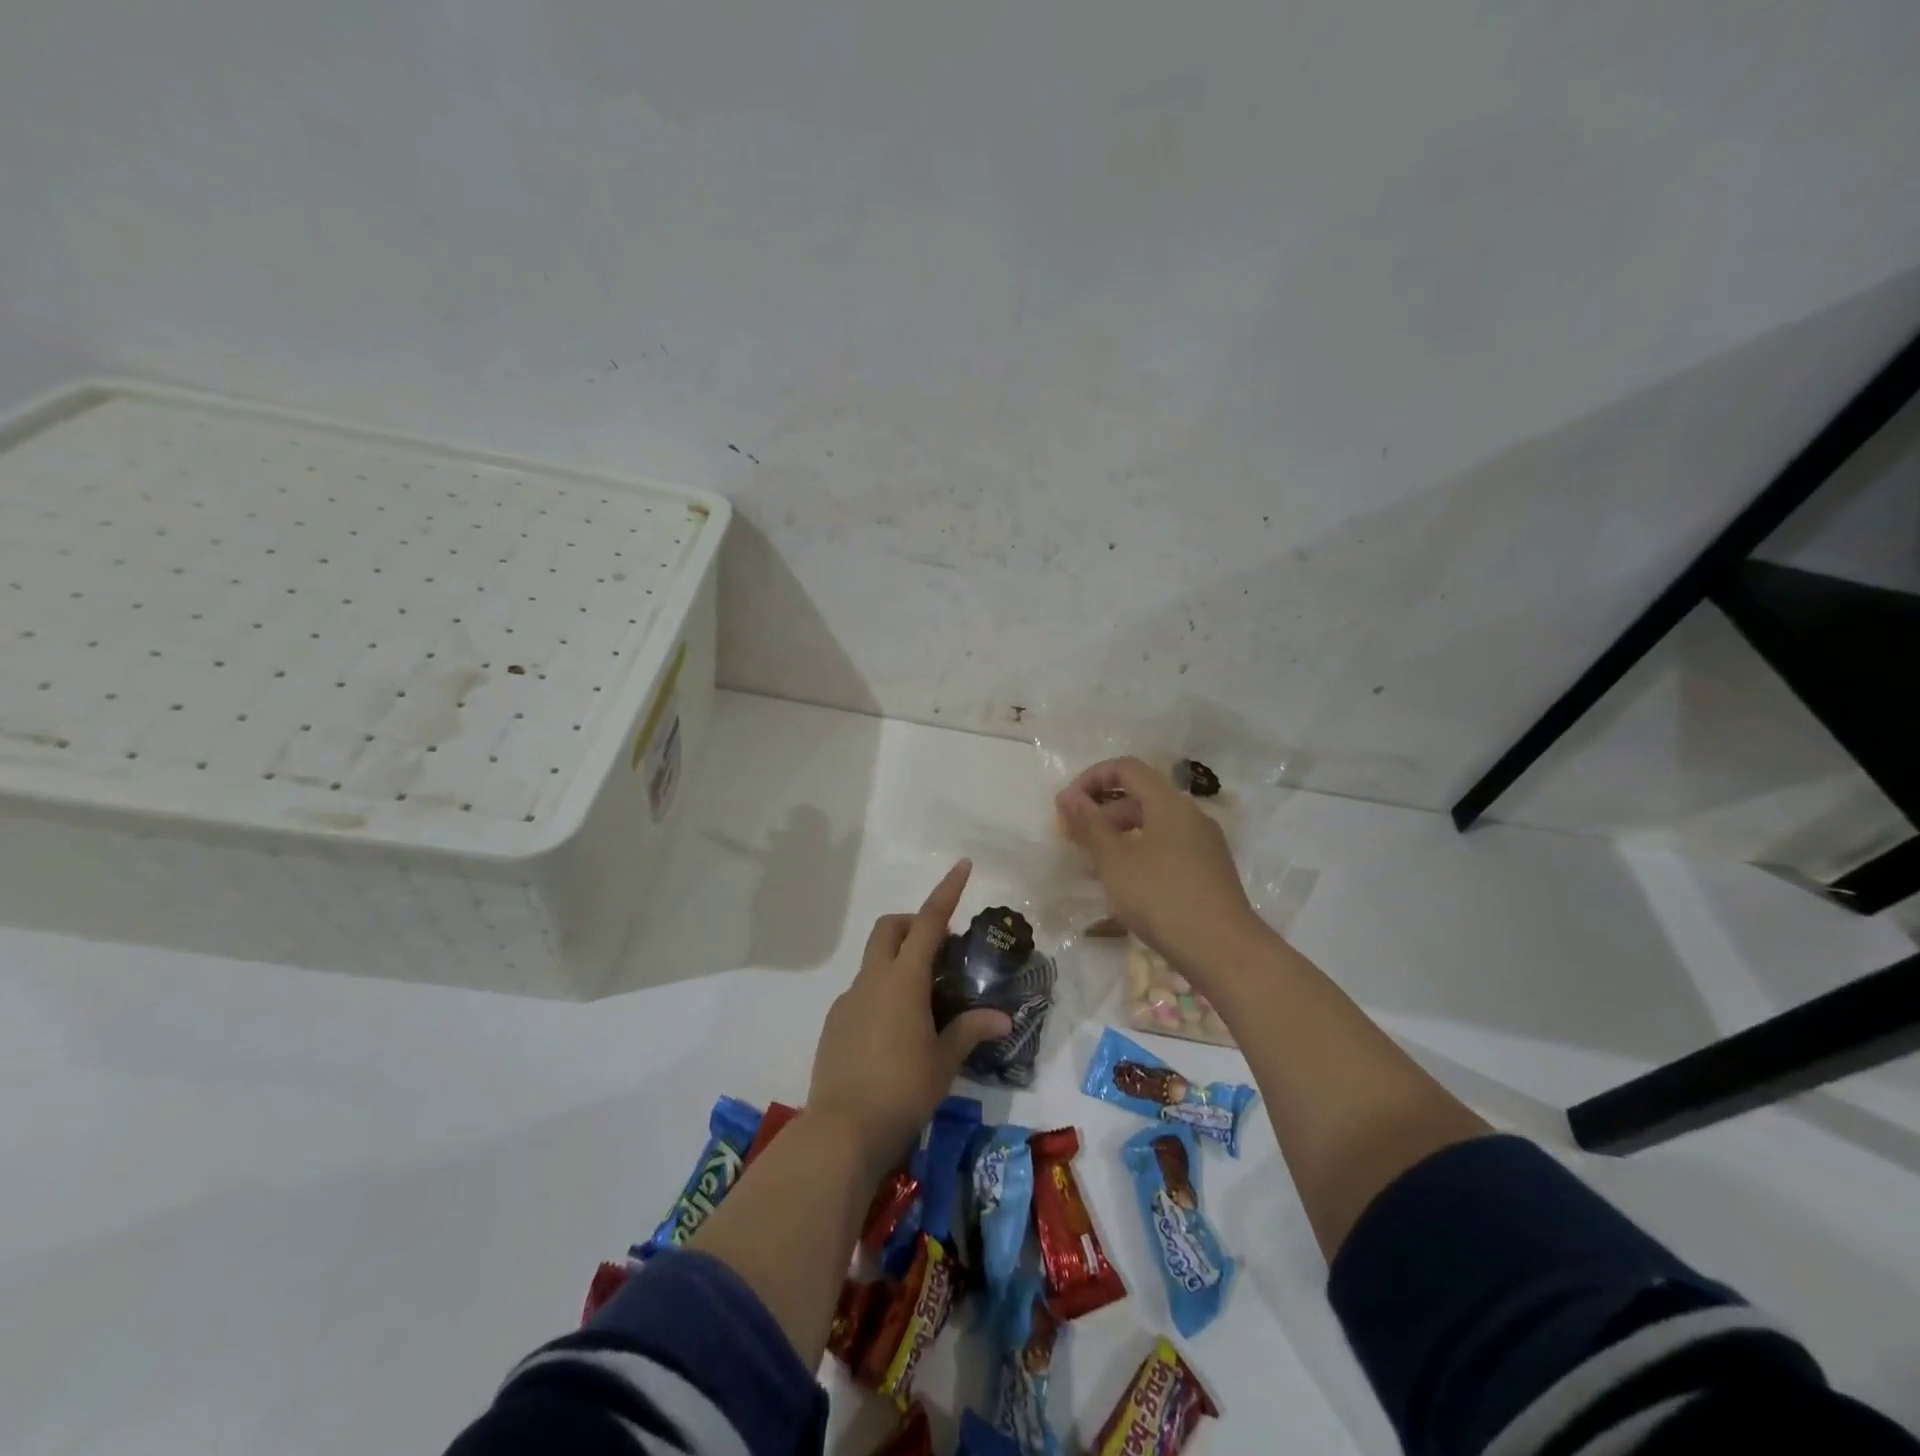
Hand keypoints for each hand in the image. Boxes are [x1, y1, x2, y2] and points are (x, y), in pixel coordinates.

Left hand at [807, 860, 1011, 1172]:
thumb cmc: (902, 1090)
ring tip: (924, 1003)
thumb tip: (1003, 1019)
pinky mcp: (834, 1023)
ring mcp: (848, 1000)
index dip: (947, 891)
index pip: (929, 921)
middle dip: (915, 924)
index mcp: (903, 980)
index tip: (962, 865)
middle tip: (941, 950)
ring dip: (899, 962)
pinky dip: (882, 992)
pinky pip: (862, 992)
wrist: (841, 1131)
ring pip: (874, 961)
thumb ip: (970, 1032)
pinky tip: (895, 1034)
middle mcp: (872, 980)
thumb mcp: (943, 1061)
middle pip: (890, 929)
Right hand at [1055, 757, 1266, 975]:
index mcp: (1169, 803)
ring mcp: (1204, 844)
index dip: (1092, 778)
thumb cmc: (1162, 898)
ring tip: (1093, 866)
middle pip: (1140, 796)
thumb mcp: (1115, 861)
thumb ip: (1089, 825)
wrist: (1224, 951)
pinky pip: (1167, 847)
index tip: (1067, 806)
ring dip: (1119, 835)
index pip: (1126, 768)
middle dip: (1102, 811)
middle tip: (1074, 839)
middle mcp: (1191, 815)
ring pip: (1153, 825)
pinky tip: (1125, 885)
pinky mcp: (1209, 871)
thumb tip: (1069, 796)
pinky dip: (1140, 853)